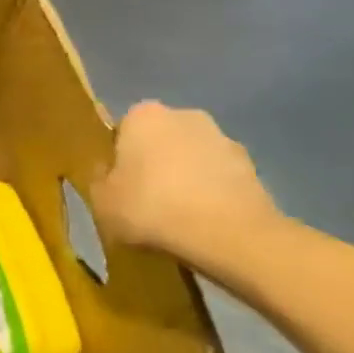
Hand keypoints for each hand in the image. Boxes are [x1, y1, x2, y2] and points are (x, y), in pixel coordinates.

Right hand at [91, 102, 282, 271]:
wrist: (230, 236)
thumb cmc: (152, 208)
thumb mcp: (101, 200)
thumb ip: (99, 180)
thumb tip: (108, 173)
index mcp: (143, 115)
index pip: (122, 131)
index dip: (118, 159)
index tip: (118, 185)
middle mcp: (184, 115)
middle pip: (160, 140)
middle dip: (154, 164)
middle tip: (146, 200)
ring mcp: (224, 140)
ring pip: (192, 158)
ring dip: (186, 179)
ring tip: (178, 217)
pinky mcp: (254, 168)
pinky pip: (220, 179)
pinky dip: (212, 195)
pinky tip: (205, 224)